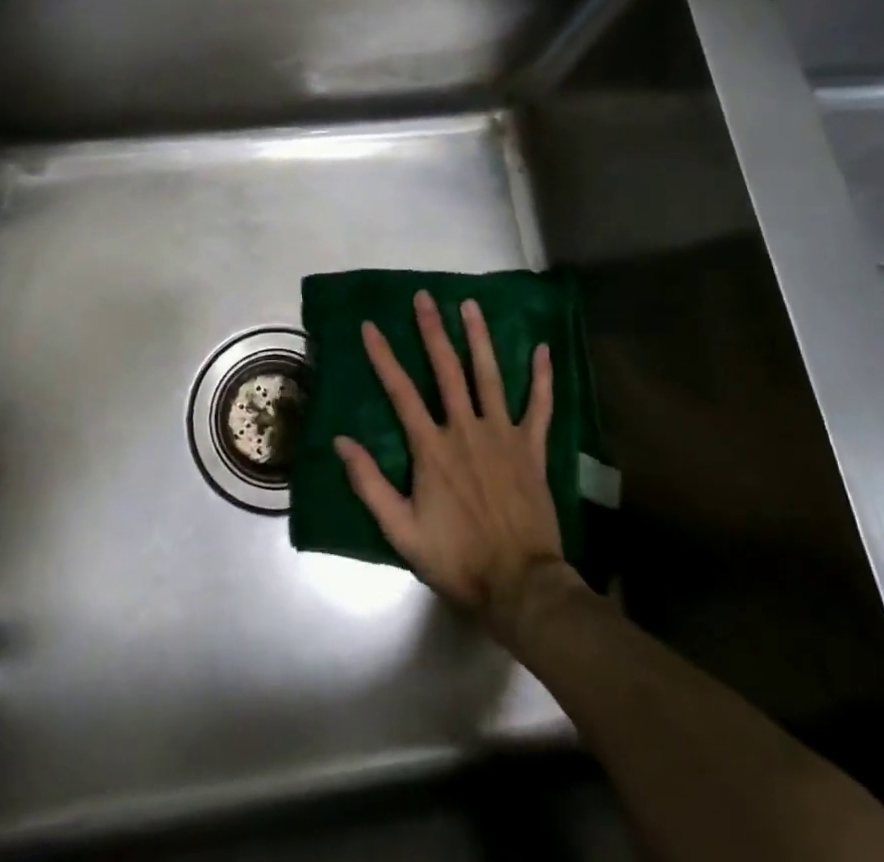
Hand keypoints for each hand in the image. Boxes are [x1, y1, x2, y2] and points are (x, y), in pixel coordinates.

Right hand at [335, 290, 569, 643]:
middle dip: (432, 330)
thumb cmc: (457, 559)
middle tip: (424, 296)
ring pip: (490, 376)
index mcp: (432, 448)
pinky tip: (543, 349)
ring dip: (479, 338)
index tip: (370, 325)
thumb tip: (340, 441)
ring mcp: (503, 435)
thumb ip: (369, 484)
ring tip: (470, 305)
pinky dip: (542, 377)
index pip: (400, 391)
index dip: (383, 356)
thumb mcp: (401, 530)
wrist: (521, 586)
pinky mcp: (532, 448)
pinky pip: (540, 406)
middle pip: (447, 370)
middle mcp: (466, 429)